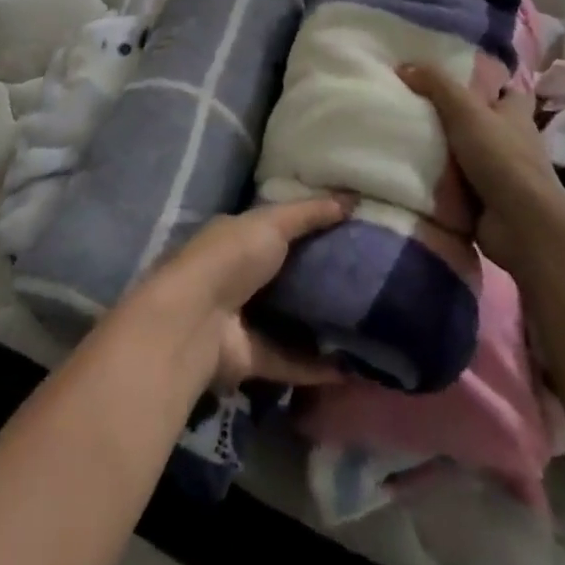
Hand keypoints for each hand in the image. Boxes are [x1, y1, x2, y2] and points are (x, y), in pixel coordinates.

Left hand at [142, 198, 350, 390]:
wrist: (196, 319)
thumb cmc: (232, 257)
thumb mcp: (272, 223)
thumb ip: (310, 213)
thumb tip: (352, 197)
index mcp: (239, 237)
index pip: (278, 227)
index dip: (310, 227)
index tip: (350, 230)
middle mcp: (240, 276)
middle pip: (287, 275)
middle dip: (321, 277)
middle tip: (368, 278)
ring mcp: (245, 319)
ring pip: (290, 320)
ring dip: (321, 324)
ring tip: (368, 323)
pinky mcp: (252, 358)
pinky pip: (292, 361)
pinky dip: (319, 367)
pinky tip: (354, 366)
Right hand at [398, 63, 564, 277]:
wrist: (520, 225)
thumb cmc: (501, 157)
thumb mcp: (465, 110)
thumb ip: (436, 84)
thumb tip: (403, 65)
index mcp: (515, 114)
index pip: (506, 90)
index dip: (486, 83)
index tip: (452, 78)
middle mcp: (511, 141)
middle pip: (480, 121)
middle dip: (452, 116)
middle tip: (412, 104)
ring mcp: (499, 174)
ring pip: (465, 153)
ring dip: (441, 150)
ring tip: (401, 134)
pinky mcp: (485, 201)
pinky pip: (456, 184)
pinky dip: (438, 180)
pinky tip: (408, 170)